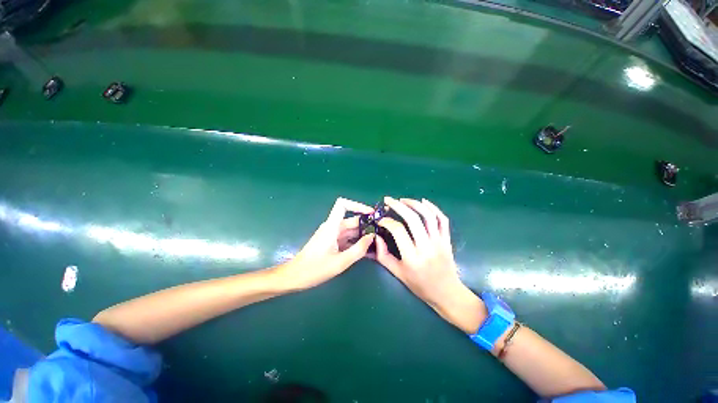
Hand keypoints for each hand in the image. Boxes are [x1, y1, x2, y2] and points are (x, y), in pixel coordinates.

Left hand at [276, 197, 375, 290]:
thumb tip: (372, 237)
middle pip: (352, 220)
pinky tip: (367, 250)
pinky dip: (356, 242)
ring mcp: (332, 235)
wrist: (295, 277)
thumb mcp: (340, 262)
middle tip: (382, 234)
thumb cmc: (315, 269)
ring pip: (351, 230)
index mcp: (332, 226)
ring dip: (363, 235)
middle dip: (366, 225)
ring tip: (378, 243)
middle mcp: (332, 227)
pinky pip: (347, 239)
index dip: (357, 205)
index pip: (342, 204)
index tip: (371, 213)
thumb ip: (358, 249)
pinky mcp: (332, 242)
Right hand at [375, 197, 484, 333]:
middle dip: (398, 206)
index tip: (380, 220)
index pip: (398, 231)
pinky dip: (434, 208)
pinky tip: (424, 201)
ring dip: (414, 204)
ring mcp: (439, 241)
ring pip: (428, 216)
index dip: (386, 221)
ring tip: (403, 199)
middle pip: (413, 219)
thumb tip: (376, 236)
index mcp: (412, 257)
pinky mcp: (447, 239)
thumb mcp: (398, 273)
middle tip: (388, 200)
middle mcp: (426, 247)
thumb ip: (383, 255)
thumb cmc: (419, 285)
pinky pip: (442, 219)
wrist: (447, 293)